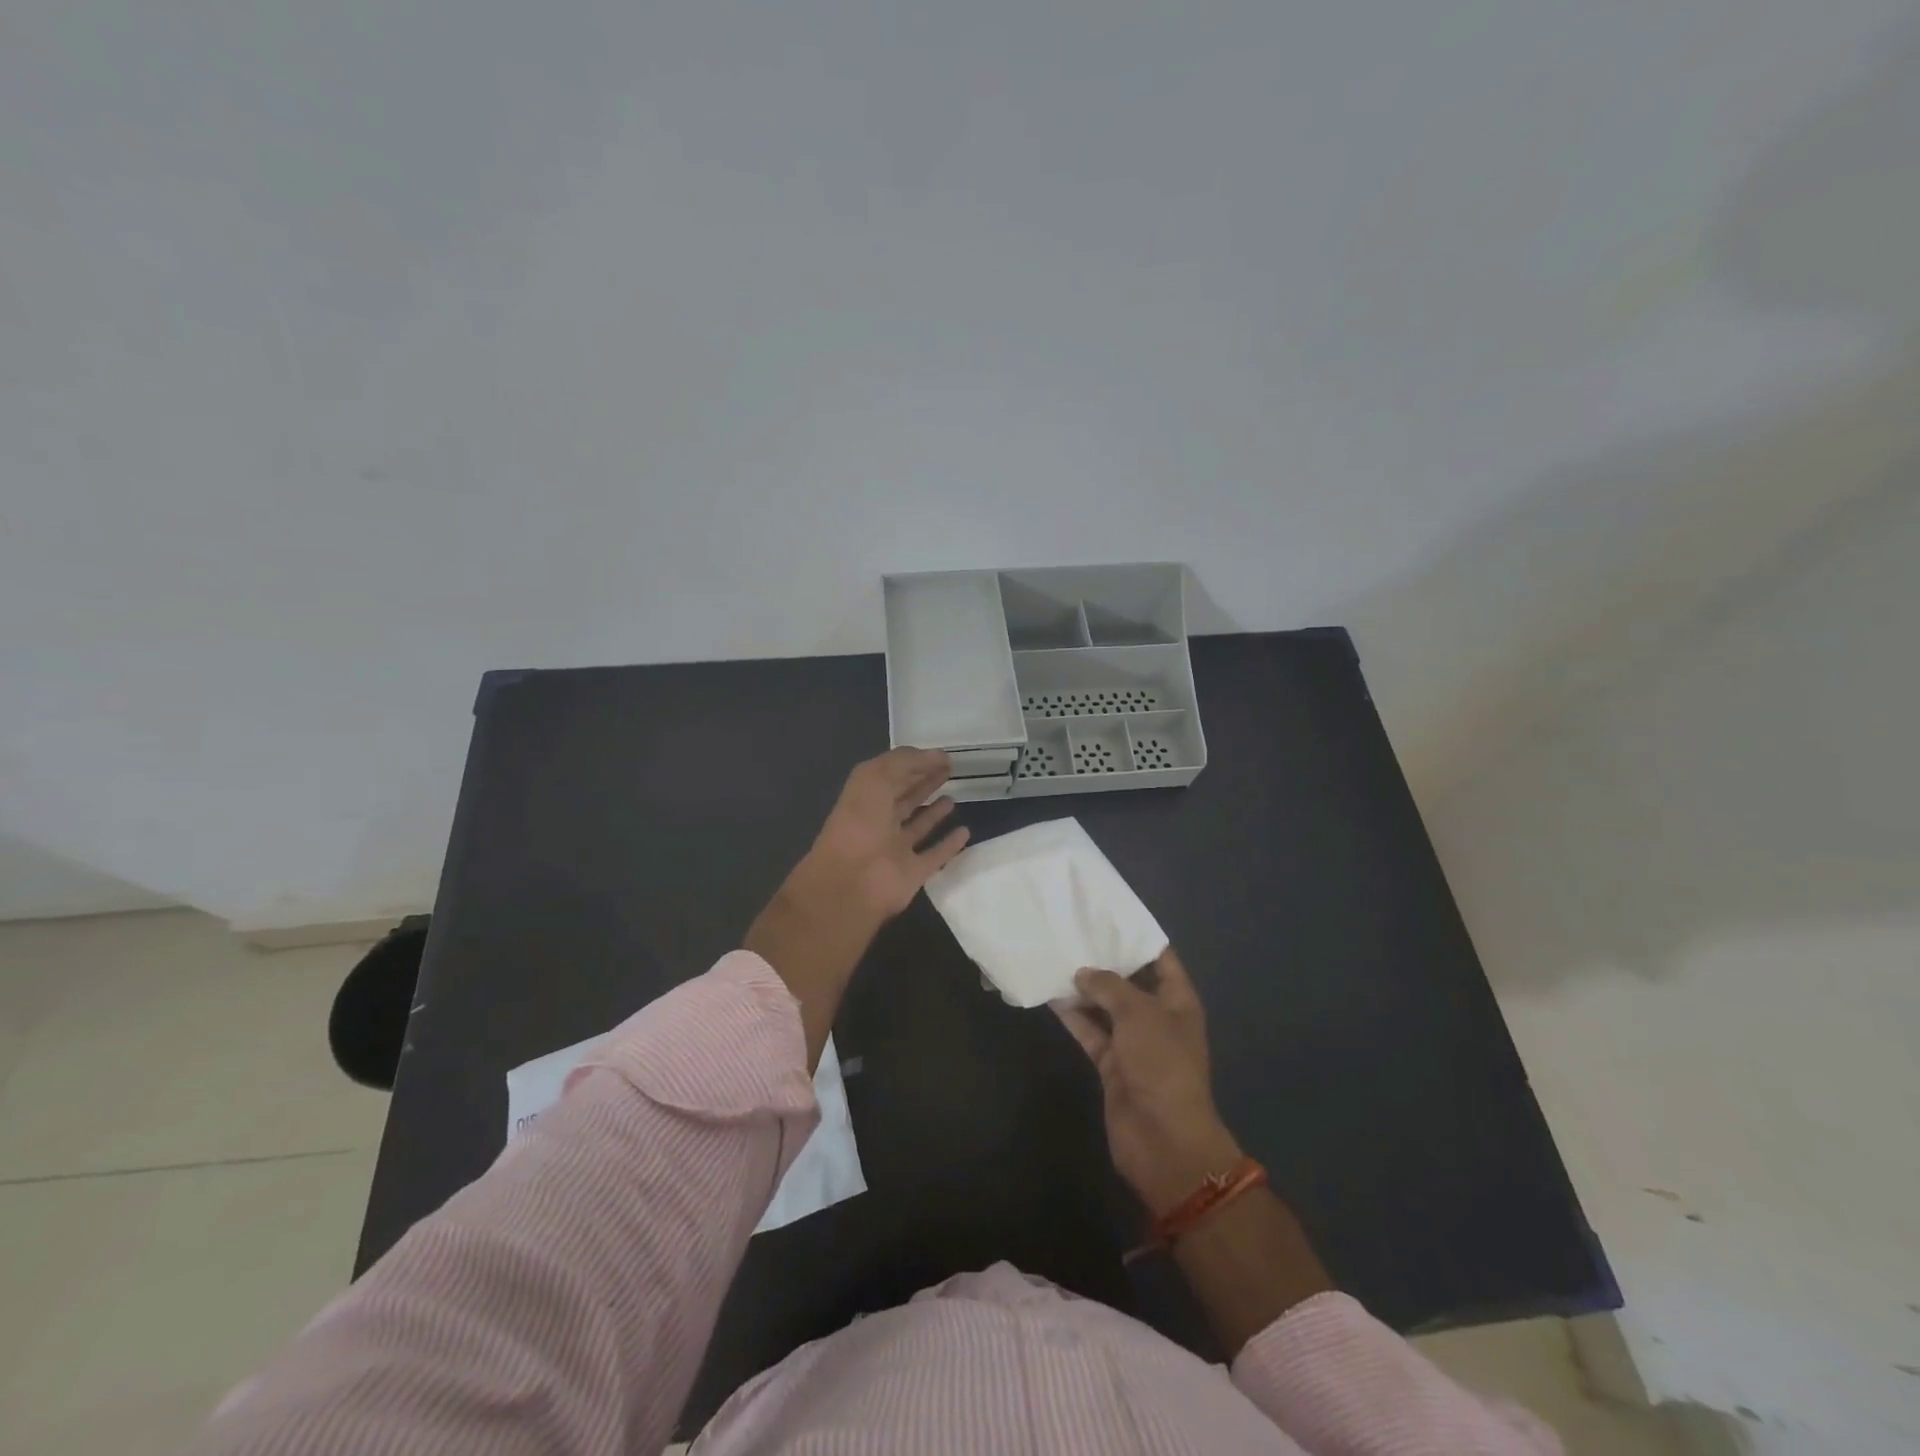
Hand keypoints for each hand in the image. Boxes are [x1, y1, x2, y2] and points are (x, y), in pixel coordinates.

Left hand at [801, 747, 970, 927]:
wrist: (852, 882)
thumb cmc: (860, 823)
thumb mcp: (875, 778)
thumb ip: (905, 762)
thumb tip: (937, 756)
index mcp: (866, 798)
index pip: (893, 775)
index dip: (916, 763)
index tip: (943, 756)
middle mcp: (880, 822)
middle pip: (905, 798)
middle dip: (925, 783)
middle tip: (950, 771)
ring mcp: (896, 849)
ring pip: (918, 827)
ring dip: (934, 813)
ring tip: (953, 798)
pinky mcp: (913, 872)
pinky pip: (935, 855)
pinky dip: (949, 844)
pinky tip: (965, 832)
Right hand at [1056, 948, 1243, 1216]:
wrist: (1162, 1140)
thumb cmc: (1161, 1064)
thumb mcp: (1139, 1013)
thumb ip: (1109, 986)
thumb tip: (1083, 974)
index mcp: (1177, 1000)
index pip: (1159, 957)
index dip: (1136, 936)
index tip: (1106, 914)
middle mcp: (1156, 1016)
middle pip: (1128, 980)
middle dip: (1103, 960)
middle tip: (1071, 931)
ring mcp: (1133, 1042)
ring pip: (1105, 1006)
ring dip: (1083, 987)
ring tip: (1054, 956)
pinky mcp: (1110, 1063)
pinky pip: (1090, 1031)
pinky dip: (1072, 1016)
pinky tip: (1049, 995)